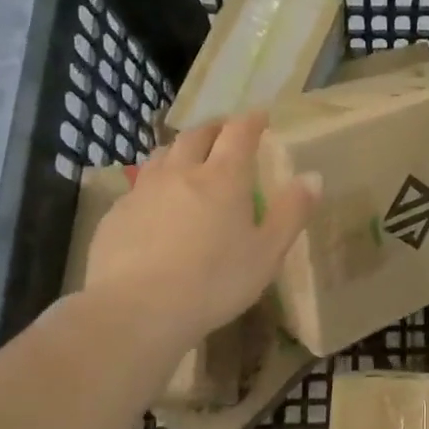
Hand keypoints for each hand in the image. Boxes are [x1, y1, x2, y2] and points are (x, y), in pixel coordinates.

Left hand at [85, 114, 319, 343]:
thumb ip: (292, 212)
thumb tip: (312, 176)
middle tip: (226, 133)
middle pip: (197, 135)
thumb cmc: (214, 282)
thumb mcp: (267, 252)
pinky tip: (156, 205)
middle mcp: (182, 172)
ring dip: (181, 150)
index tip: (261, 116)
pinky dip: (155, 184)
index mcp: (224, 177)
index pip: (239, 132)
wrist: (136, 311)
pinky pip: (139, 186)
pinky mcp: (117, 214)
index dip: (252, 120)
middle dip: (215, 128)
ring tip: (189, 160)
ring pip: (163, 155)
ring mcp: (144, 190)